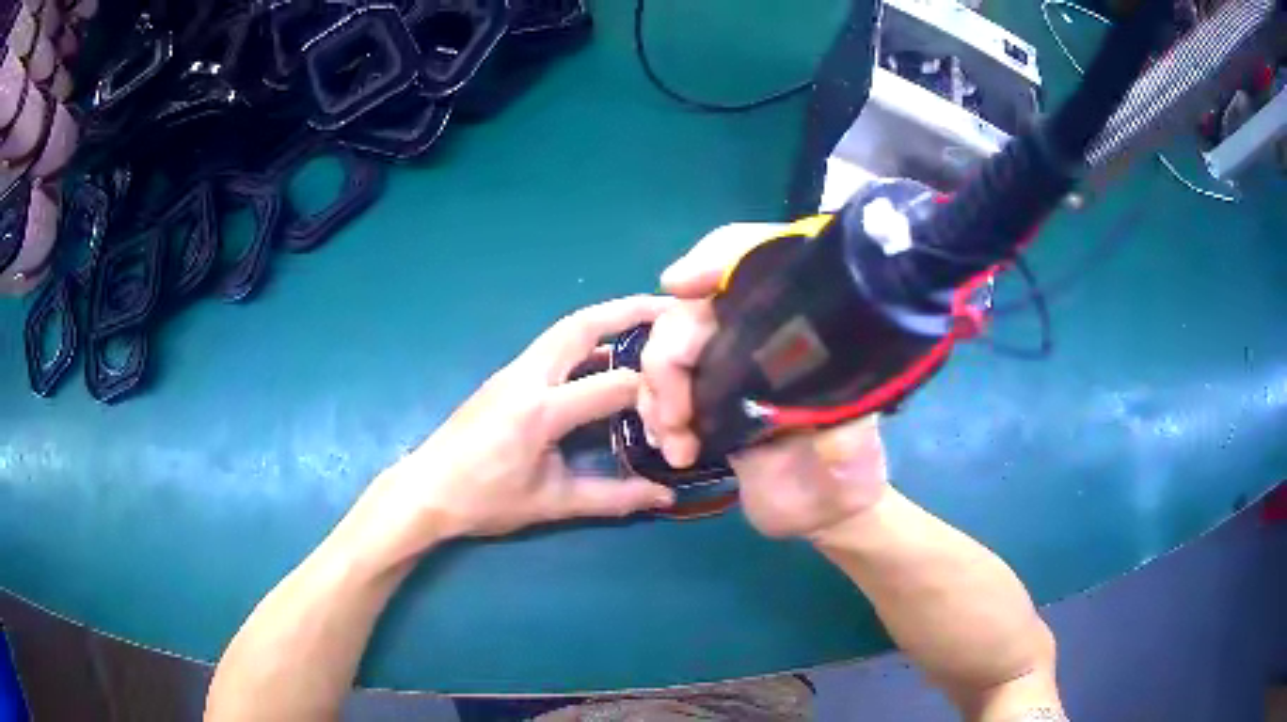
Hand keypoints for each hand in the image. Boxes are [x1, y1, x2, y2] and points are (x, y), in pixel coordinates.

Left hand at [346, 296, 677, 565]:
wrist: (426, 490)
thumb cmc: (484, 501)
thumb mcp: (552, 503)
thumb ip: (613, 498)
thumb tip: (664, 497)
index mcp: (539, 411)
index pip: (611, 385)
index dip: (652, 393)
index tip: (681, 403)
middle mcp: (527, 377)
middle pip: (582, 326)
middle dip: (628, 311)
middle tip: (670, 309)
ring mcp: (513, 371)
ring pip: (565, 329)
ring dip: (606, 318)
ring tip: (646, 320)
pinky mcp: (506, 375)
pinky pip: (553, 345)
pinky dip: (587, 339)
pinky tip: (605, 353)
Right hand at [640, 224, 889, 537]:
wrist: (825, 514)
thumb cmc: (851, 473)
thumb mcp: (854, 440)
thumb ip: (838, 423)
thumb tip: (807, 404)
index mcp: (798, 327)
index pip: (754, 262)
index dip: (716, 257)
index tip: (681, 284)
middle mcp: (760, 338)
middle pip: (693, 314)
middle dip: (668, 356)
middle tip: (675, 418)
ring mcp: (729, 372)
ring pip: (669, 350)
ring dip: (655, 390)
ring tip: (674, 443)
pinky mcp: (709, 406)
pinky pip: (666, 391)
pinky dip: (655, 412)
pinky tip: (670, 447)